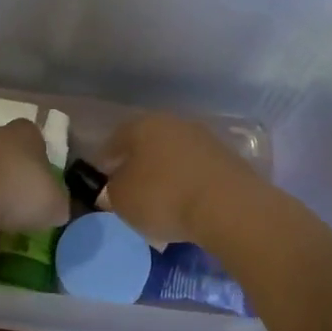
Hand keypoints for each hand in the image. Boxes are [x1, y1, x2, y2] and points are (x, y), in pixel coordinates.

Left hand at [0, 118, 70, 231]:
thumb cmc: (16, 188)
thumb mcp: (55, 203)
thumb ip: (57, 205)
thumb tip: (54, 211)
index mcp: (24, 135)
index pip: (37, 143)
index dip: (42, 167)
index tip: (44, 193)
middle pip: (6, 165)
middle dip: (12, 192)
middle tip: (23, 221)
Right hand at [99, 114, 254, 245]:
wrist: (228, 207)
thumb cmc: (163, 197)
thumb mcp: (121, 199)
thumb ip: (113, 188)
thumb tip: (119, 183)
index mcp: (143, 125)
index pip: (116, 139)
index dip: (106, 159)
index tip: (103, 178)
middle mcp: (174, 123)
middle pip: (149, 143)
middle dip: (139, 164)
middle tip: (131, 188)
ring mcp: (205, 138)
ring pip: (175, 155)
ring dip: (166, 173)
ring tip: (161, 200)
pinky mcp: (228, 159)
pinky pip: (198, 170)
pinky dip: (189, 183)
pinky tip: (187, 203)